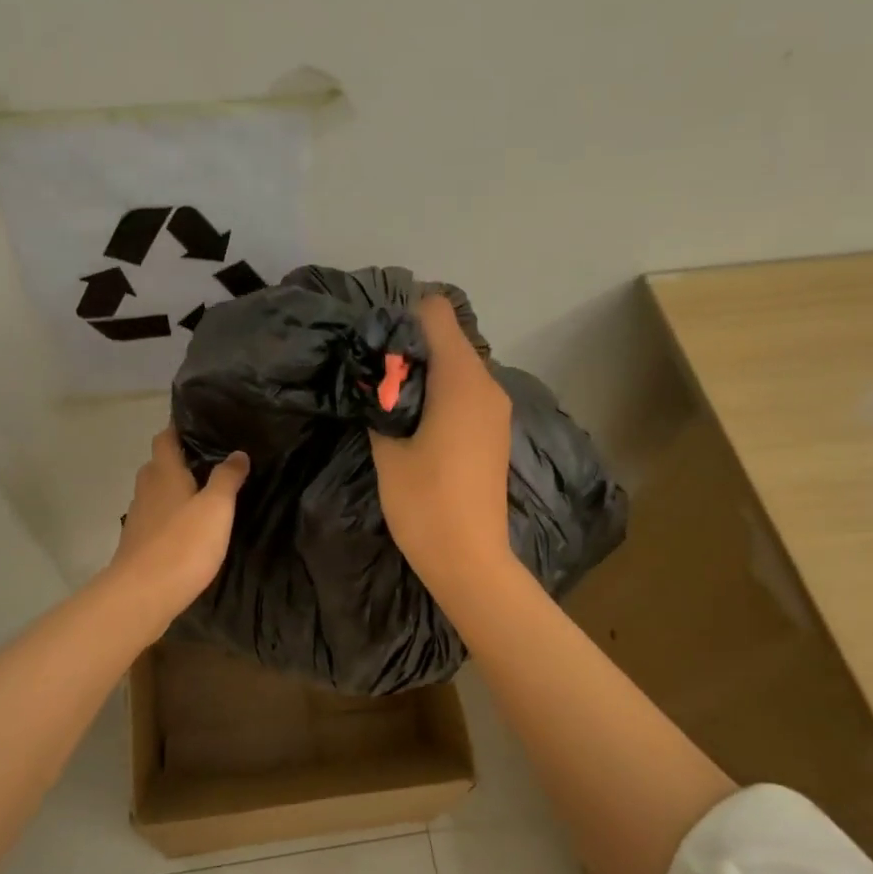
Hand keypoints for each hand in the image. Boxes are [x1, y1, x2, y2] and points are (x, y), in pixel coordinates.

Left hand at [110, 425, 249, 617]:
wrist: (142, 595)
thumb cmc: (183, 544)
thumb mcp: (216, 508)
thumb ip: (227, 478)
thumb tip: (238, 453)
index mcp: (163, 472)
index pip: (165, 437)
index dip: (179, 427)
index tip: (199, 423)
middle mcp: (146, 488)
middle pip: (159, 464)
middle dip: (180, 459)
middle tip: (210, 459)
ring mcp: (139, 517)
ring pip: (157, 492)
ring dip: (175, 489)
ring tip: (204, 492)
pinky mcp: (138, 543)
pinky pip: (156, 518)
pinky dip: (171, 515)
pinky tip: (189, 527)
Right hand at [369, 297, 516, 592]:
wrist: (470, 560)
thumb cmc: (424, 503)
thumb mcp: (388, 449)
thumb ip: (381, 403)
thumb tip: (376, 379)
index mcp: (461, 380)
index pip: (437, 313)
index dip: (403, 318)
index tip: (376, 345)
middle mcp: (487, 384)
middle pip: (448, 338)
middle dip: (411, 347)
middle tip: (376, 377)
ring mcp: (496, 409)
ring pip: (458, 366)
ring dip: (425, 373)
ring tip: (391, 402)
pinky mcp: (495, 430)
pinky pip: (467, 391)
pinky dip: (441, 393)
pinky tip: (417, 423)